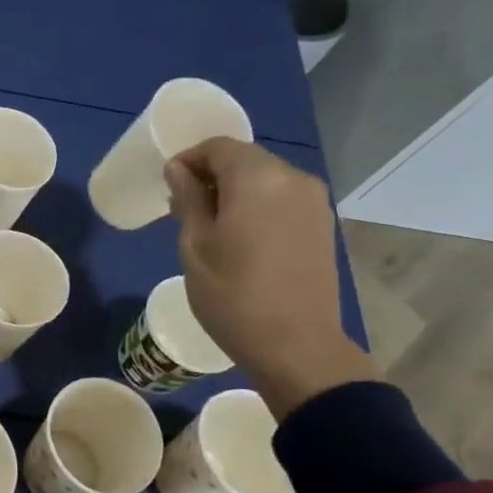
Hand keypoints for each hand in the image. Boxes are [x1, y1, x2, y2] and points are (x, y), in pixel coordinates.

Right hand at [165, 137, 375, 418]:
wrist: (296, 346)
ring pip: (264, 179)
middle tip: (184, 209)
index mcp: (257, 178)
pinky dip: (258, 206)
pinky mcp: (322, 225)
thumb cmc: (233, 295)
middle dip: (212, 176)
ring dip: (235, 192)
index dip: (188, 160)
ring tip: (211, 227)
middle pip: (244, 159)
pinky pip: (282, 199)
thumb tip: (180, 169)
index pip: (218, 147)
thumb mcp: (195, 246)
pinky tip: (242, 239)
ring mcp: (313, 202)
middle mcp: (292, 178)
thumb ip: (188, 199)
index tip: (169, 187)